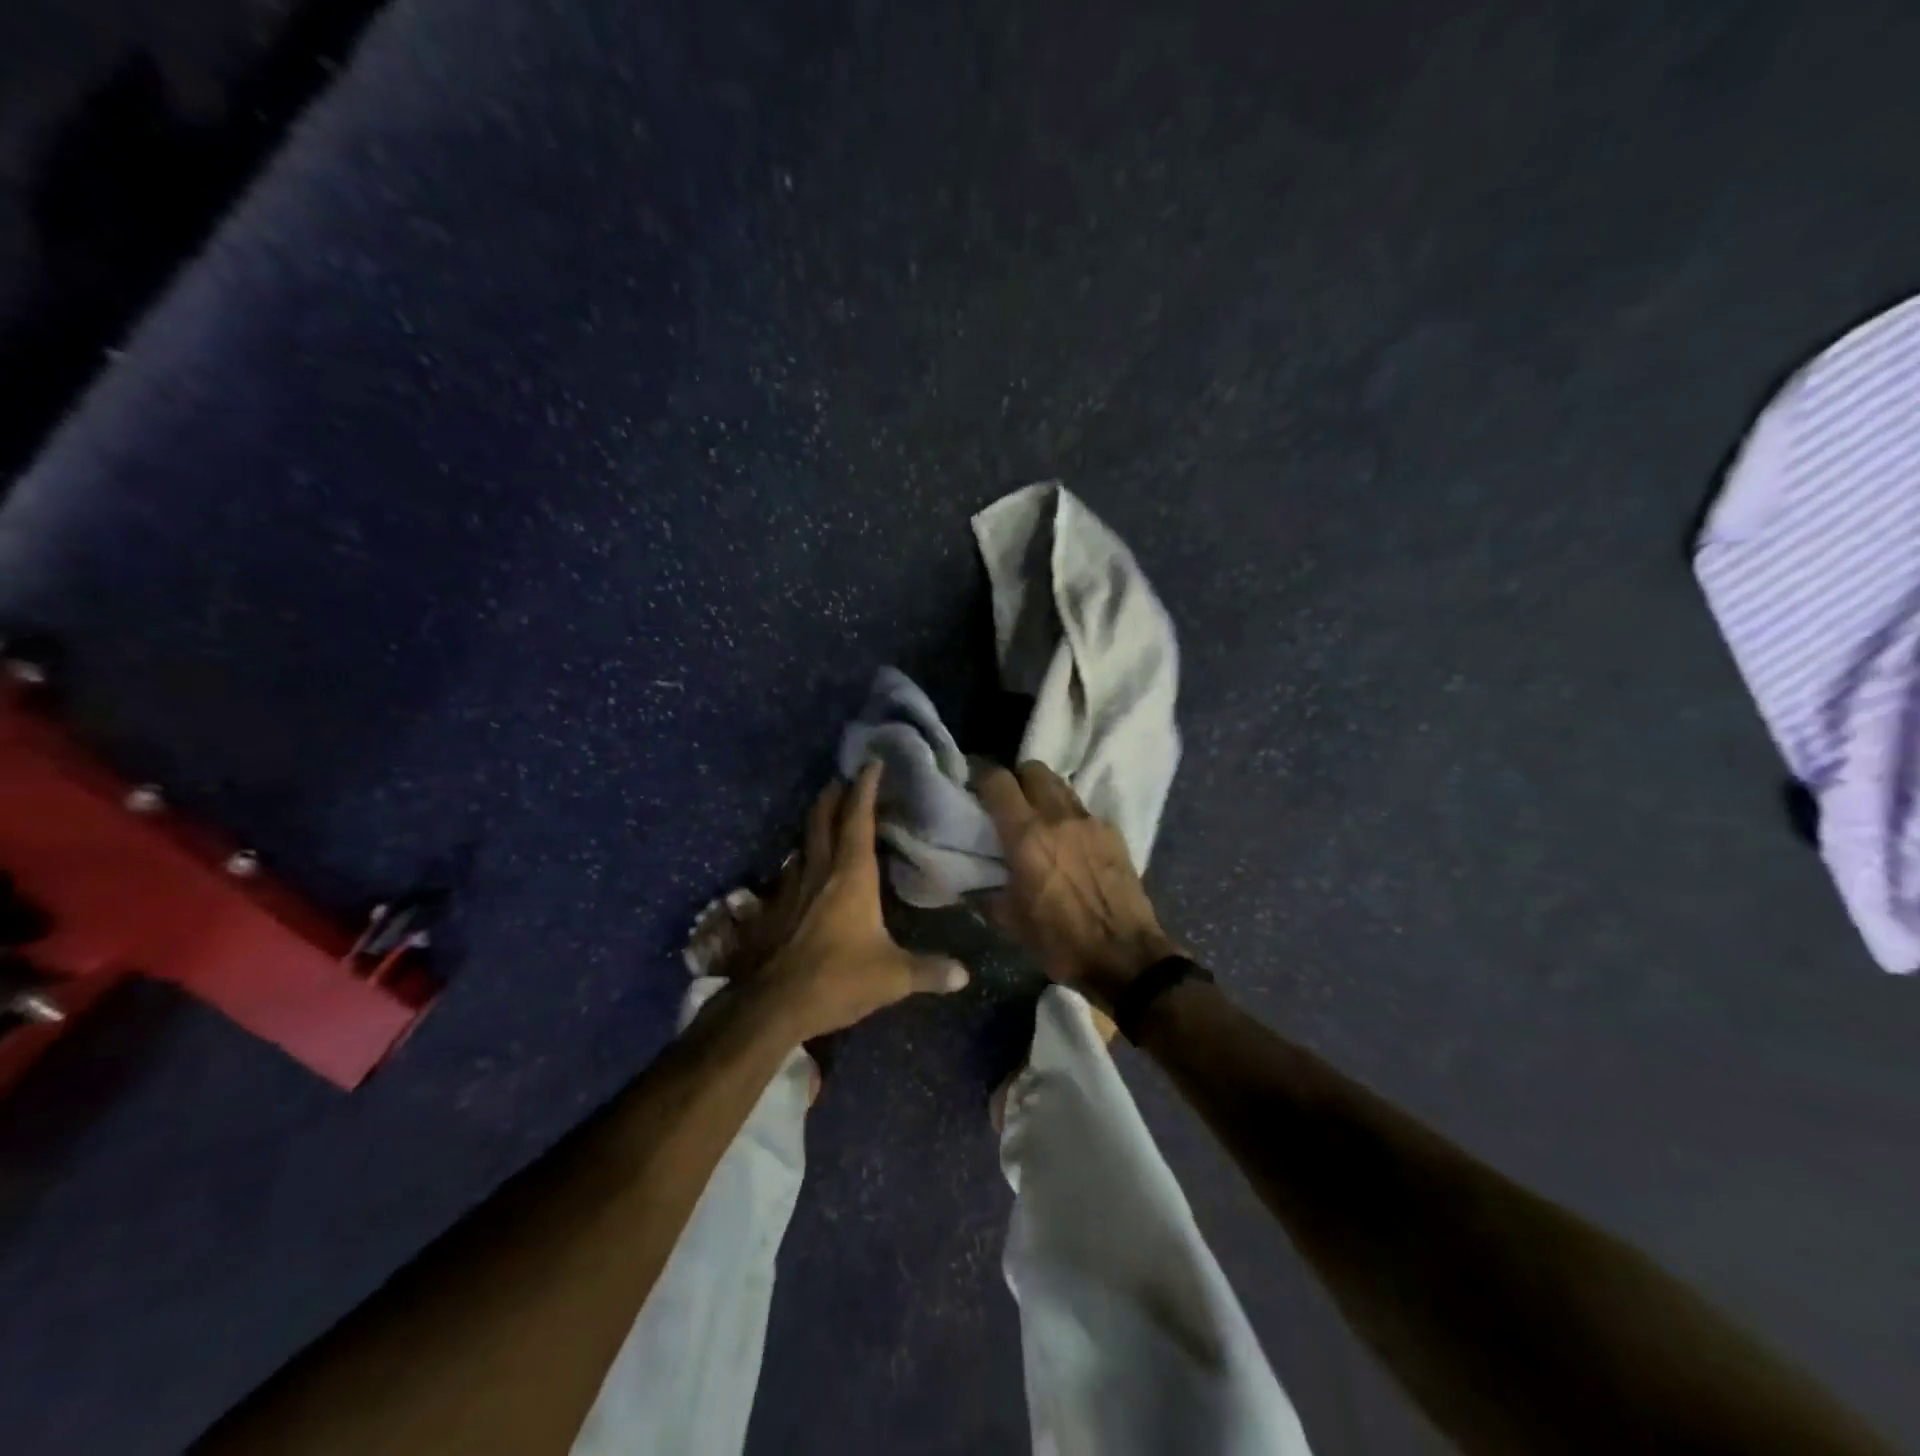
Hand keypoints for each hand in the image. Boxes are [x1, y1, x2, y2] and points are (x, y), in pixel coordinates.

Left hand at [740, 762, 969, 1041]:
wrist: (773, 1006)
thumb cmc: (838, 979)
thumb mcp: (893, 977)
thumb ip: (929, 971)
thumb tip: (965, 975)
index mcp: (852, 875)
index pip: (859, 819)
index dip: (866, 789)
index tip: (871, 764)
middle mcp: (819, 871)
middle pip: (822, 820)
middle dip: (833, 796)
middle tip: (842, 780)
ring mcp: (791, 888)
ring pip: (802, 843)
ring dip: (814, 826)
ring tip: (825, 820)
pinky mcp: (772, 909)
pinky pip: (789, 873)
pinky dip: (800, 862)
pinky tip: (802, 873)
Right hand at [973, 761, 1178, 1010]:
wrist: (1126, 956)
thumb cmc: (1061, 942)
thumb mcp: (1010, 923)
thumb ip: (985, 893)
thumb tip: (968, 883)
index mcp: (1026, 837)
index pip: (998, 781)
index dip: (982, 778)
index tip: (975, 790)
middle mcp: (1057, 817)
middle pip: (1033, 769)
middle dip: (1017, 779)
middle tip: (1009, 803)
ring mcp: (1090, 821)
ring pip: (1060, 785)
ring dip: (1044, 794)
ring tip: (1039, 819)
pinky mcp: (1113, 832)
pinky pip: (1083, 810)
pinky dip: (1070, 817)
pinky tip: (1070, 843)